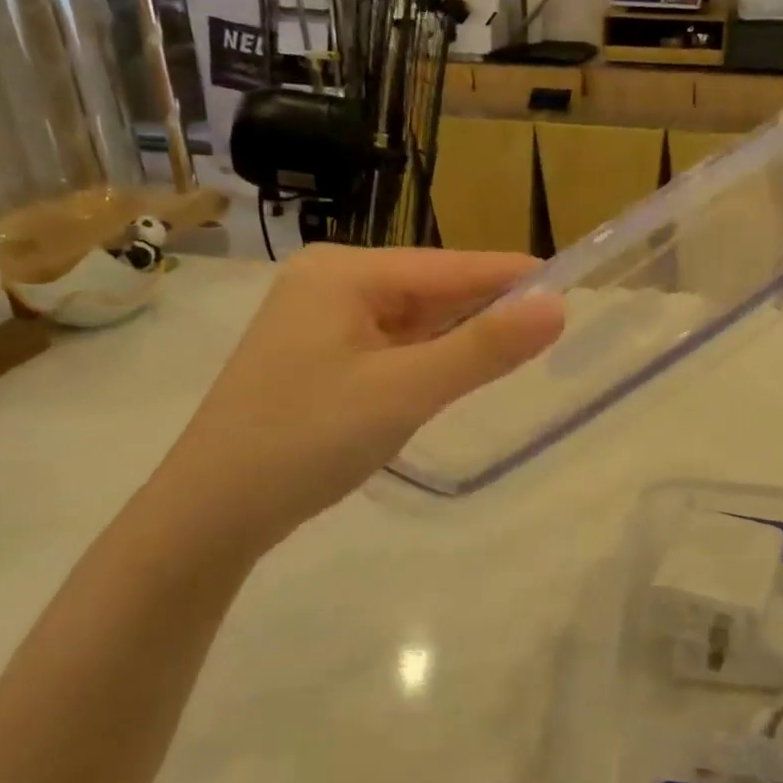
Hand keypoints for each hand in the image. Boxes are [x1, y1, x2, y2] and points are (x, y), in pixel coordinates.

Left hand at [154, 246, 562, 556]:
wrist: (209, 516)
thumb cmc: (306, 441)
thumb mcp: (405, 391)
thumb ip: (483, 348)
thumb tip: (558, 307)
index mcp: (344, 272)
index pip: (450, 266)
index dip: (512, 277)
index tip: (573, 286)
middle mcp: (331, 283)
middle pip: (431, 289)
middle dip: (487, 310)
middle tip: (554, 327)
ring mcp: (321, 320)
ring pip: (413, 320)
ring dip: (460, 337)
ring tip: (521, 348)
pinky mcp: (319, 357)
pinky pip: (392, 345)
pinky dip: (428, 358)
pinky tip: (459, 371)